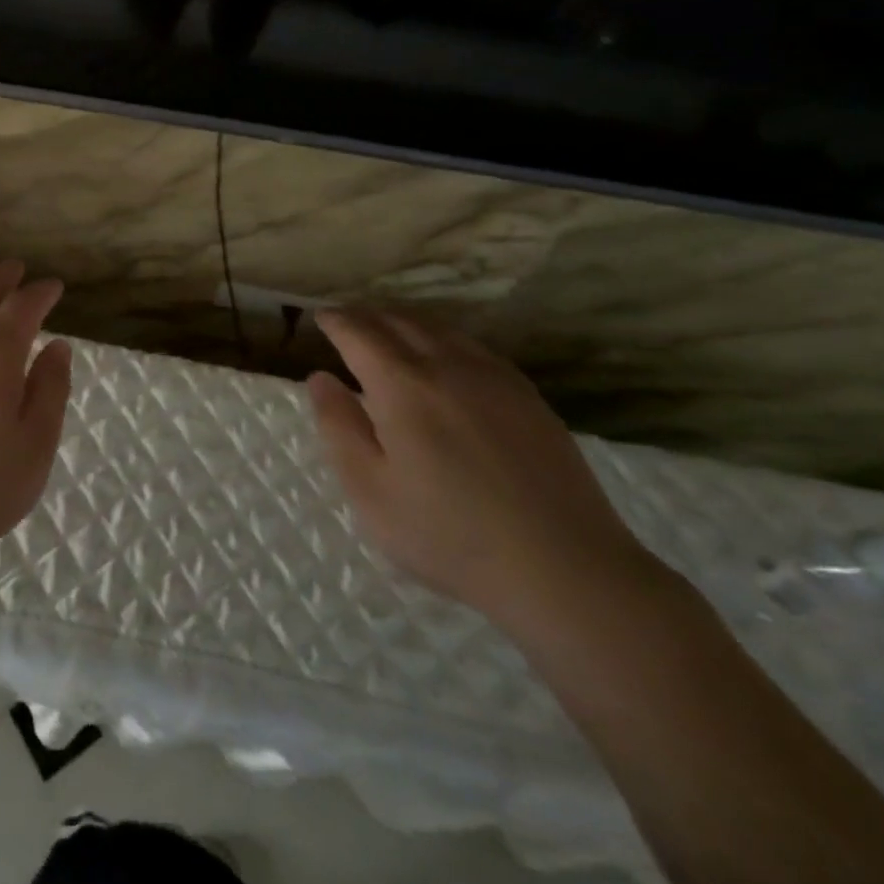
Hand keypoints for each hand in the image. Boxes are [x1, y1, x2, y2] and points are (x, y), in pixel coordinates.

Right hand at [307, 308, 664, 636]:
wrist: (563, 568)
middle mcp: (446, 366)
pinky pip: (473, 346)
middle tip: (347, 319)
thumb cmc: (449, 535)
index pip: (359, 333)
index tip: (321, 317)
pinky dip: (443, 337)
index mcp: (402, 386)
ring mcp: (493, 377)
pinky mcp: (526, 395)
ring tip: (387, 329)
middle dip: (366, 314)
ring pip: (439, 328)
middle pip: (399, 321)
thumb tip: (320, 379)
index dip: (336, 321)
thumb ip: (339, 428)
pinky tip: (443, 355)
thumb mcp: (371, 491)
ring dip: (404, 320)